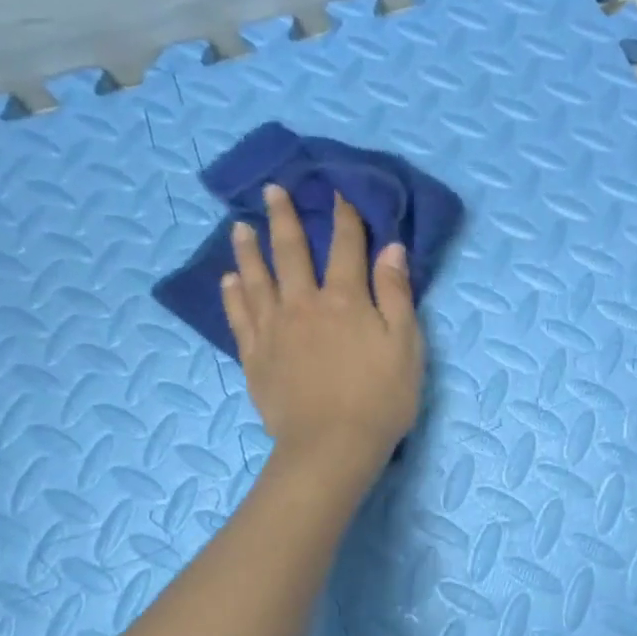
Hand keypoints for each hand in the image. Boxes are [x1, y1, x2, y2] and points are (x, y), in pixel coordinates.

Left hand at [220, 185, 423, 483]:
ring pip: (258, 278)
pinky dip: (234, 293)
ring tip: (241, 227)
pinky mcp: (255, 356)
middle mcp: (304, 304)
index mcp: (346, 300)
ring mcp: (274, 329)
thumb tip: (391, 248)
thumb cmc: (381, 399)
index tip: (338, 189)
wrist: (332, 446)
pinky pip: (240, 316)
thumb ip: (397, 295)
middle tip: (273, 190)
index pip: (347, 247)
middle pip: (292, 252)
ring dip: (250, 249)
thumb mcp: (406, 346)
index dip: (345, 217)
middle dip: (285, 217)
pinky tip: (230, 279)